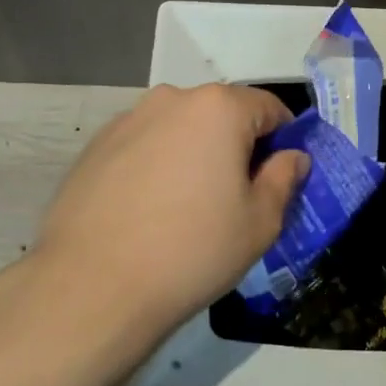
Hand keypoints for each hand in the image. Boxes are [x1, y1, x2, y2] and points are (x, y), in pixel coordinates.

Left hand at [37, 84, 309, 330]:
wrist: (93, 286)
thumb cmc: (192, 250)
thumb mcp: (259, 223)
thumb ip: (283, 179)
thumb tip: (292, 157)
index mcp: (218, 108)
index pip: (269, 108)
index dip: (284, 140)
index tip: (280, 177)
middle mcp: (172, 99)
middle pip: (221, 114)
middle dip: (236, 146)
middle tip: (236, 197)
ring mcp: (128, 119)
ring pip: (180, 129)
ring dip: (194, 154)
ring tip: (187, 207)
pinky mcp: (96, 146)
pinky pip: (144, 145)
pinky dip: (157, 165)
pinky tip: (149, 211)